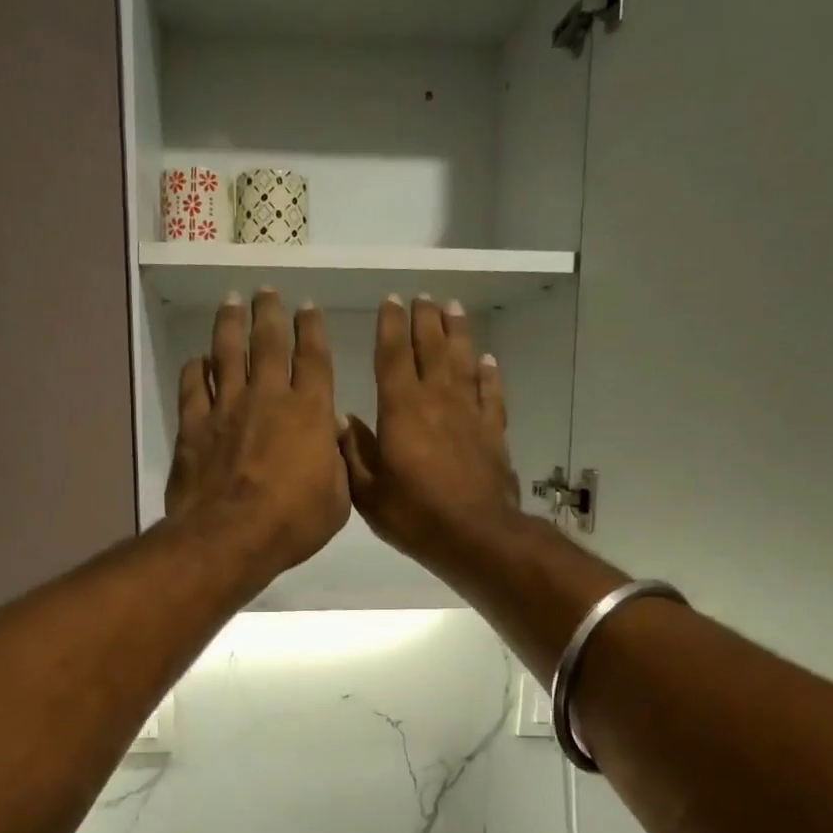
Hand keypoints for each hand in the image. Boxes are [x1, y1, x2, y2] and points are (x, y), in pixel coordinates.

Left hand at [166, 289, 351, 585]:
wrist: (230, 536)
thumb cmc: (293, 522)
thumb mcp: (338, 498)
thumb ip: (338, 461)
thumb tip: (332, 432)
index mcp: (310, 411)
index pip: (314, 357)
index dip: (311, 329)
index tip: (307, 307)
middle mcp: (268, 397)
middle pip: (269, 343)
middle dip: (269, 312)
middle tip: (266, 290)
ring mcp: (227, 407)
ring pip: (228, 353)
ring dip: (230, 324)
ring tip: (231, 301)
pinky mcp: (194, 425)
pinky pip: (193, 386)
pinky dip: (195, 369)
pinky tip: (197, 359)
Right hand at [342, 294, 521, 574]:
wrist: (475, 535)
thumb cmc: (414, 514)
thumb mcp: (368, 491)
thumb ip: (353, 452)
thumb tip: (340, 418)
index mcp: (401, 410)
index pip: (393, 357)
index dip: (390, 327)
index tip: (390, 302)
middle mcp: (436, 400)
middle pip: (431, 348)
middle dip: (425, 320)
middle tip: (422, 297)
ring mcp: (469, 413)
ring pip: (463, 361)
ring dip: (457, 333)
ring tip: (453, 309)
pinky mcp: (492, 431)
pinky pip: (490, 392)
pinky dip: (488, 373)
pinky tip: (487, 360)